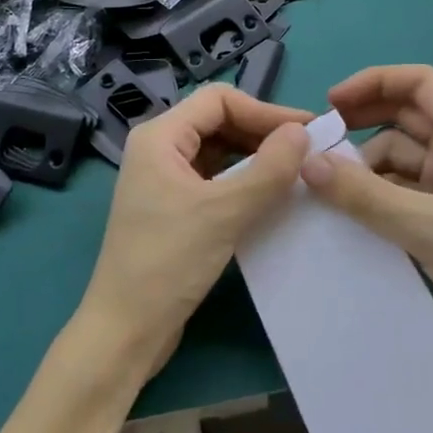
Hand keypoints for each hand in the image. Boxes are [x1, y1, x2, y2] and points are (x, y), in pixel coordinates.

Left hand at [79, 85, 311, 373]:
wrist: (125, 331)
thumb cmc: (168, 263)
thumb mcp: (224, 213)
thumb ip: (268, 169)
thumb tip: (303, 133)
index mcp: (159, 137)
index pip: (219, 100)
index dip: (265, 110)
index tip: (306, 130)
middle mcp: (159, 149)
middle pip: (219, 122)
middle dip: (263, 132)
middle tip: (308, 151)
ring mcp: (165, 179)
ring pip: (219, 151)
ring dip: (256, 157)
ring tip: (295, 171)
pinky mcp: (174, 207)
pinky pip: (215, 179)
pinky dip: (243, 181)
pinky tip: (271, 195)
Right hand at [299, 65, 432, 370]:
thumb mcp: (423, 227)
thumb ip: (363, 194)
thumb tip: (307, 164)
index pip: (421, 82)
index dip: (376, 81)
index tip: (333, 102)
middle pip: (409, 113)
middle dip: (365, 118)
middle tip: (321, 137)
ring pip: (402, 151)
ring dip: (368, 160)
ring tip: (330, 183)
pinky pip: (405, 184)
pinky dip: (378, 188)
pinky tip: (353, 206)